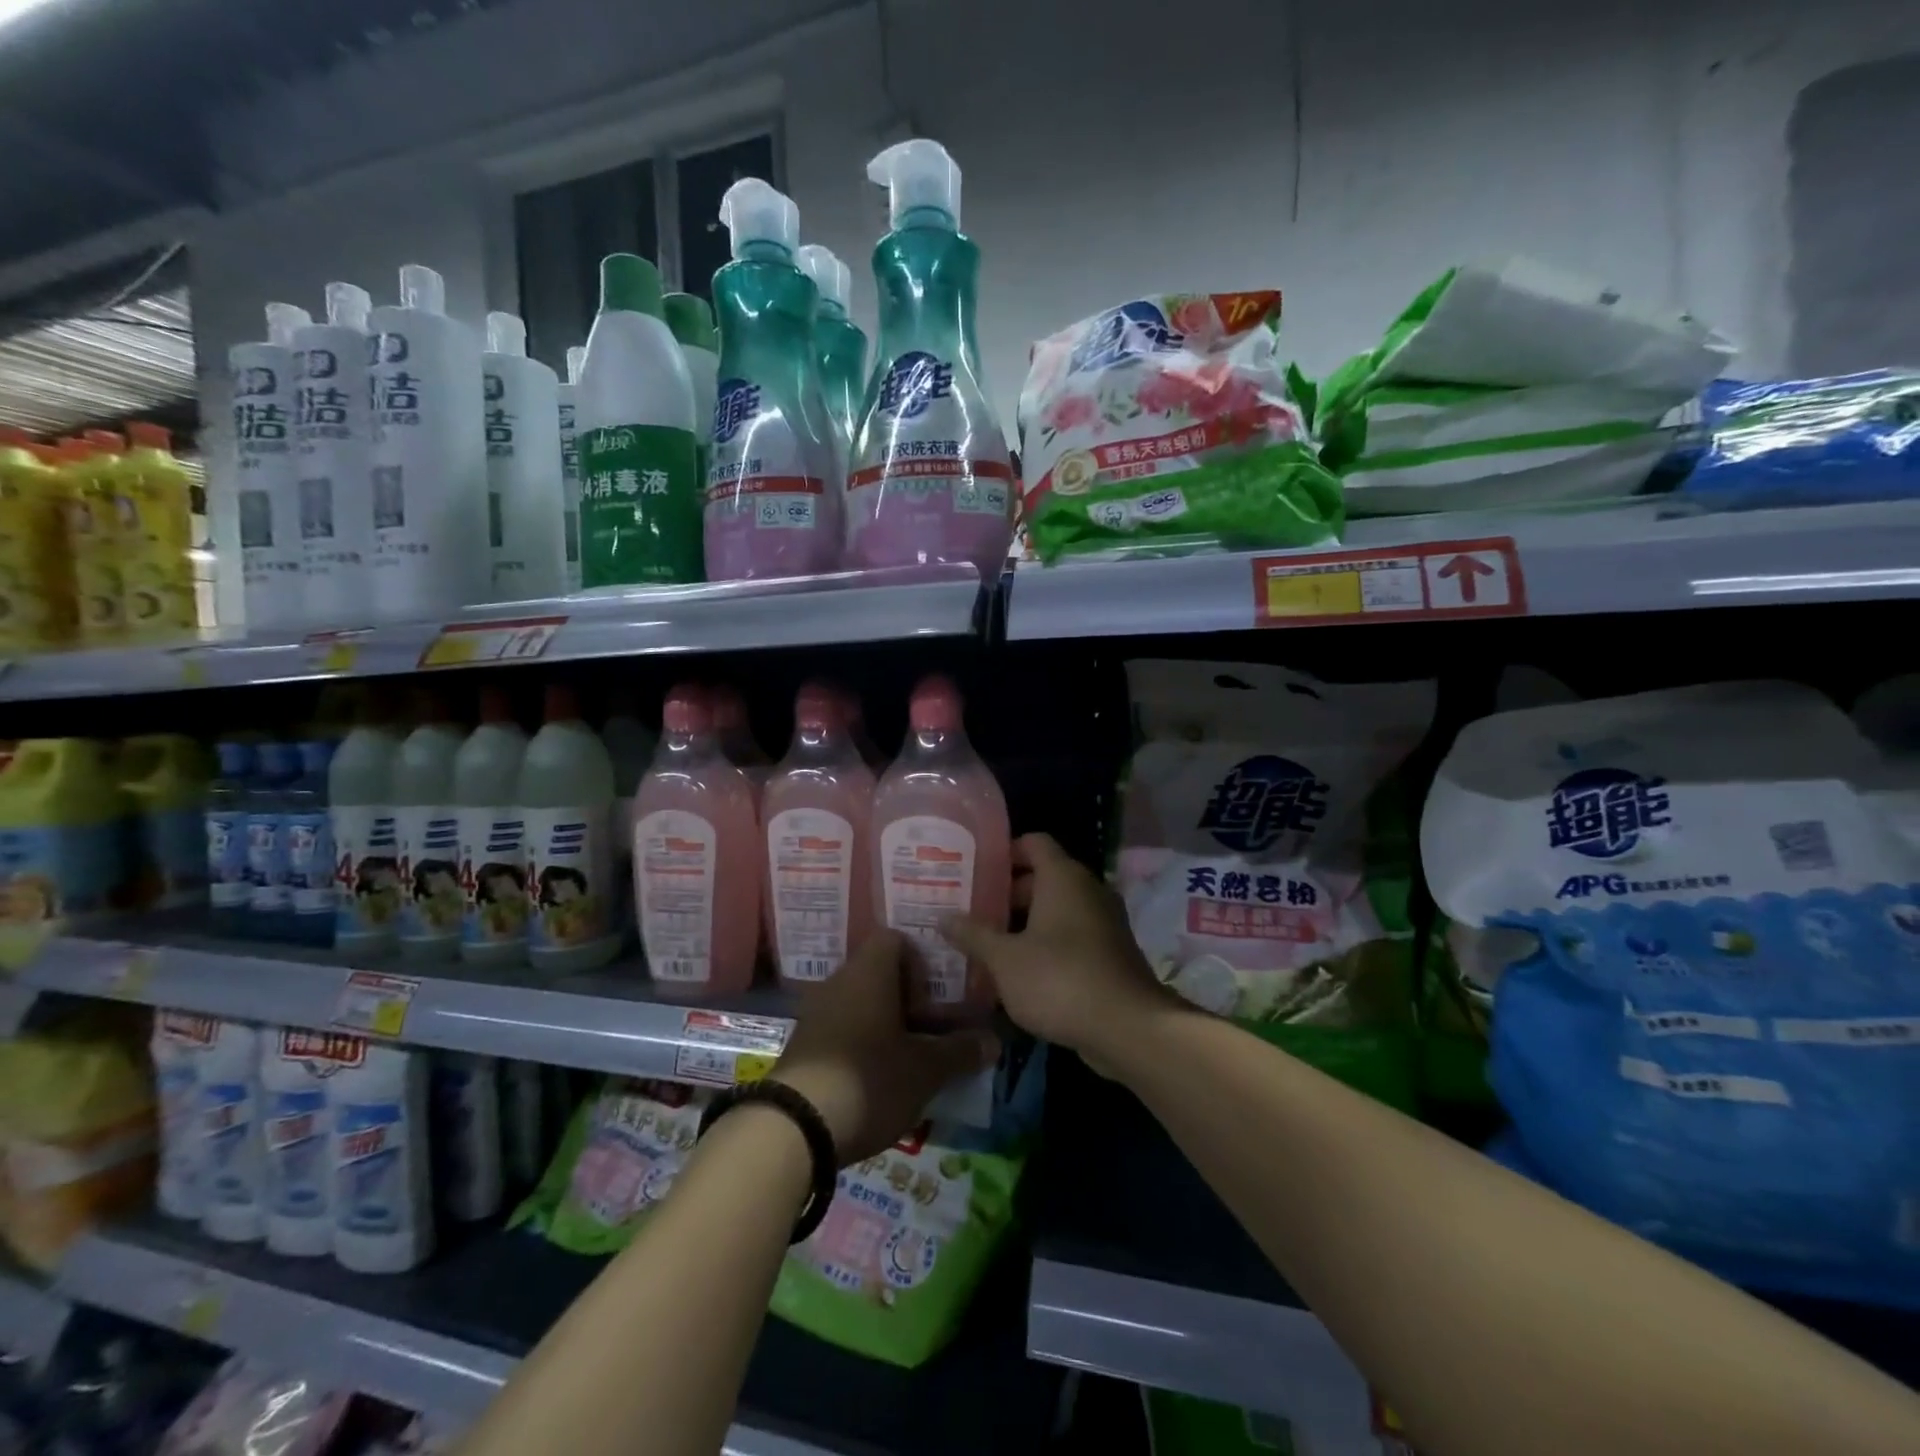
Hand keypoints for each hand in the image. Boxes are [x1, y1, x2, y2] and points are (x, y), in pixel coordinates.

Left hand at [774, 930, 999, 1165]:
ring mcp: (815, 1013)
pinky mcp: (802, 1045)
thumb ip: (960, 1052)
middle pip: (878, 973)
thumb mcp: (925, 1070)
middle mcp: (839, 982)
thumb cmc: (869, 1079)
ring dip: (885, 1023)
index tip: (938, 993)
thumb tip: (993, 1041)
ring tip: (910, 1056)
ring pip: (859, 1003)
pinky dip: (861, 1043)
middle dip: (908, 998)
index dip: (921, 960)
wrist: (793, 1127)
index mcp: (869, 972)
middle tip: (933, 1027)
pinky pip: (840, 1029)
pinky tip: (877, 1077)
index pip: (895, 939)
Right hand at [941, 833, 1177, 1074]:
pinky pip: (1072, 935)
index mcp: (1063, 877)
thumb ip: (973, 935)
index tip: (975, 870)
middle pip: (1043, 877)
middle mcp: (1088, 890)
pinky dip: (1047, 943)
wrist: (1128, 1028)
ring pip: (1057, 909)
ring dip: (1025, 922)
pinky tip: (1020, 971)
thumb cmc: (1060, 979)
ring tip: (988, 943)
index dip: (1004, 851)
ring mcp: (1104, 921)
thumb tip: (943, 917)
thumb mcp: (1005, 959)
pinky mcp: (1111, 952)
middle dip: (1007, 893)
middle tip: (972, 911)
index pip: (1033, 842)